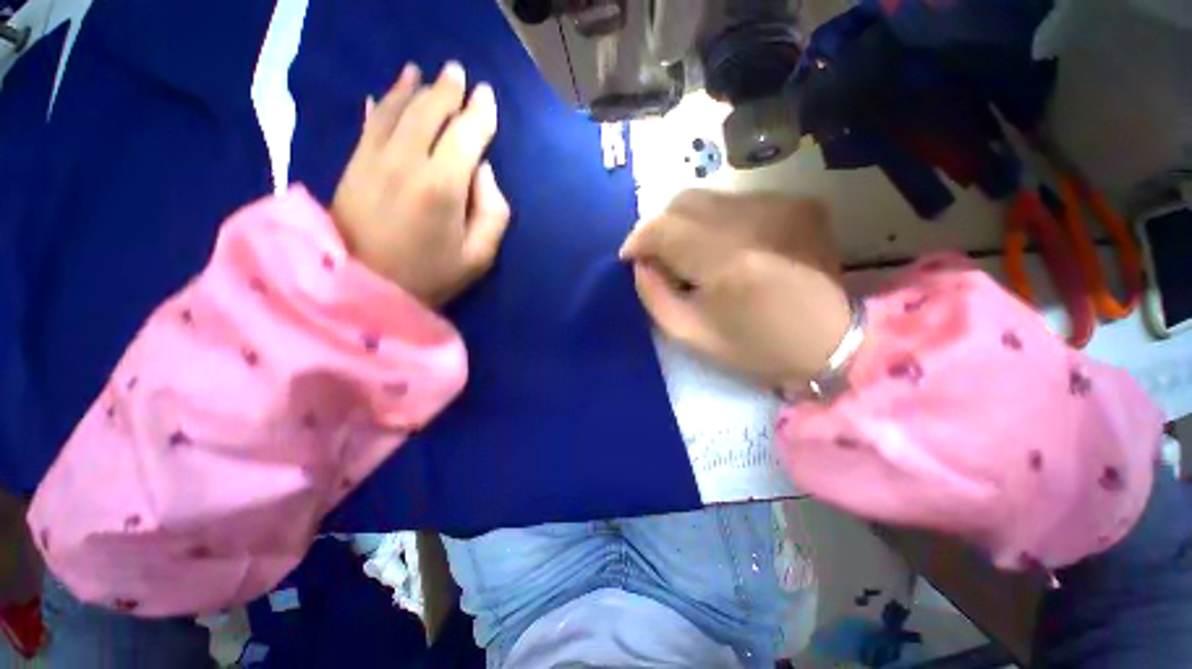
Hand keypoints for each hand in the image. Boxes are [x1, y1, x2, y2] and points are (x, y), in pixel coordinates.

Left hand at [332, 62, 510, 306]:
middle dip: (447, 90)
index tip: (487, 96)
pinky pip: (369, 124)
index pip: (466, 134)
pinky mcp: (353, 165)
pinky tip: (385, 91)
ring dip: (413, 88)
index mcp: (443, 186)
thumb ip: (493, 211)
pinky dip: (381, 103)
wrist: (365, 288)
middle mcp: (407, 160)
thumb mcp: (480, 256)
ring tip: (423, 73)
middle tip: (458, 74)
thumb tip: (482, 171)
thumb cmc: (432, 276)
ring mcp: (374, 159)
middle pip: (429, 111)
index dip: (480, 113)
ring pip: (396, 109)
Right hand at [620, 190, 849, 388]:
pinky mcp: (799, 204)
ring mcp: (782, 206)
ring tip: (693, 255)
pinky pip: (738, 202)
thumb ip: (654, 296)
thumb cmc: (757, 348)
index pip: (663, 228)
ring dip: (688, 224)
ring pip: (709, 198)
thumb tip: (641, 263)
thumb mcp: (691, 335)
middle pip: (683, 201)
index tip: (630, 257)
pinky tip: (728, 249)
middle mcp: (755, 221)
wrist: (833, 343)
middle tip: (659, 257)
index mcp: (726, 263)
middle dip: (660, 228)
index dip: (638, 239)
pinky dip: (720, 222)